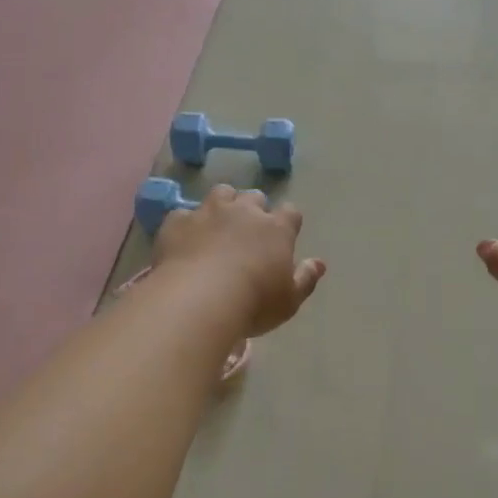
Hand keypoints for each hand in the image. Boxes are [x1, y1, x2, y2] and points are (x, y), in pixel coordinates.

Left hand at [154, 185, 325, 334]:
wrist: (198, 300)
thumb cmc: (253, 303)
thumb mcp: (289, 301)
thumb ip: (306, 279)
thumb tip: (319, 263)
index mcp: (276, 229)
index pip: (290, 213)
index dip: (288, 222)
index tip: (284, 235)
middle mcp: (244, 212)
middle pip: (254, 198)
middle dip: (253, 210)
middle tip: (248, 232)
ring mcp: (208, 212)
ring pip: (221, 193)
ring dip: (223, 205)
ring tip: (217, 226)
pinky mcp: (177, 221)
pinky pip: (183, 215)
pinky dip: (187, 225)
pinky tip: (184, 241)